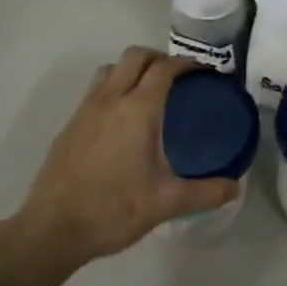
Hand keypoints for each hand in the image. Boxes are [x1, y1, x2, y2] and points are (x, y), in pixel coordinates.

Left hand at [12, 47, 237, 267]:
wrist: (51, 230)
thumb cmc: (113, 209)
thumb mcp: (166, 203)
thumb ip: (205, 192)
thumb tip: (235, 188)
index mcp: (139, 109)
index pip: (165, 68)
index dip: (186, 63)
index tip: (202, 71)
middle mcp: (111, 99)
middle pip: (135, 56)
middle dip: (158, 58)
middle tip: (176, 77)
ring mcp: (85, 110)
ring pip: (110, 69)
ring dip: (131, 69)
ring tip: (146, 91)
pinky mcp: (69, 126)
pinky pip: (94, 91)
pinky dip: (112, 89)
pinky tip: (119, 121)